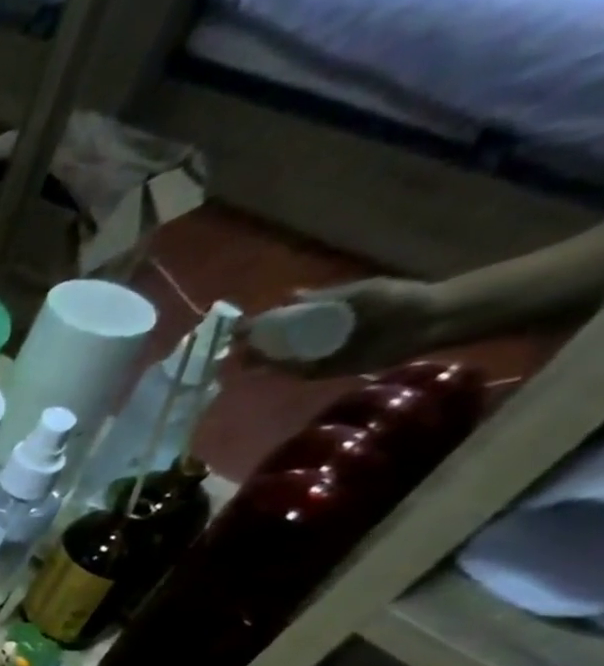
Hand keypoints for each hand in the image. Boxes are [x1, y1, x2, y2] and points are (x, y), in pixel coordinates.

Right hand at [242, 278, 443, 377]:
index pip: (282, 321)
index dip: (260, 325)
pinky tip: (271, 371)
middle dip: (255, 347)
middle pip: (277, 343)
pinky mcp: (329, 370)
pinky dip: (285, 372)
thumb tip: (290, 296)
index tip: (239, 328)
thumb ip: (326, 298)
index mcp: (320, 314)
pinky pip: (301, 372)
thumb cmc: (397, 299)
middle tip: (234, 351)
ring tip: (244, 362)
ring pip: (284, 359)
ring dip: (264, 362)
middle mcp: (316, 335)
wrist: (430, 321)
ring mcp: (321, 354)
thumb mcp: (361, 293)